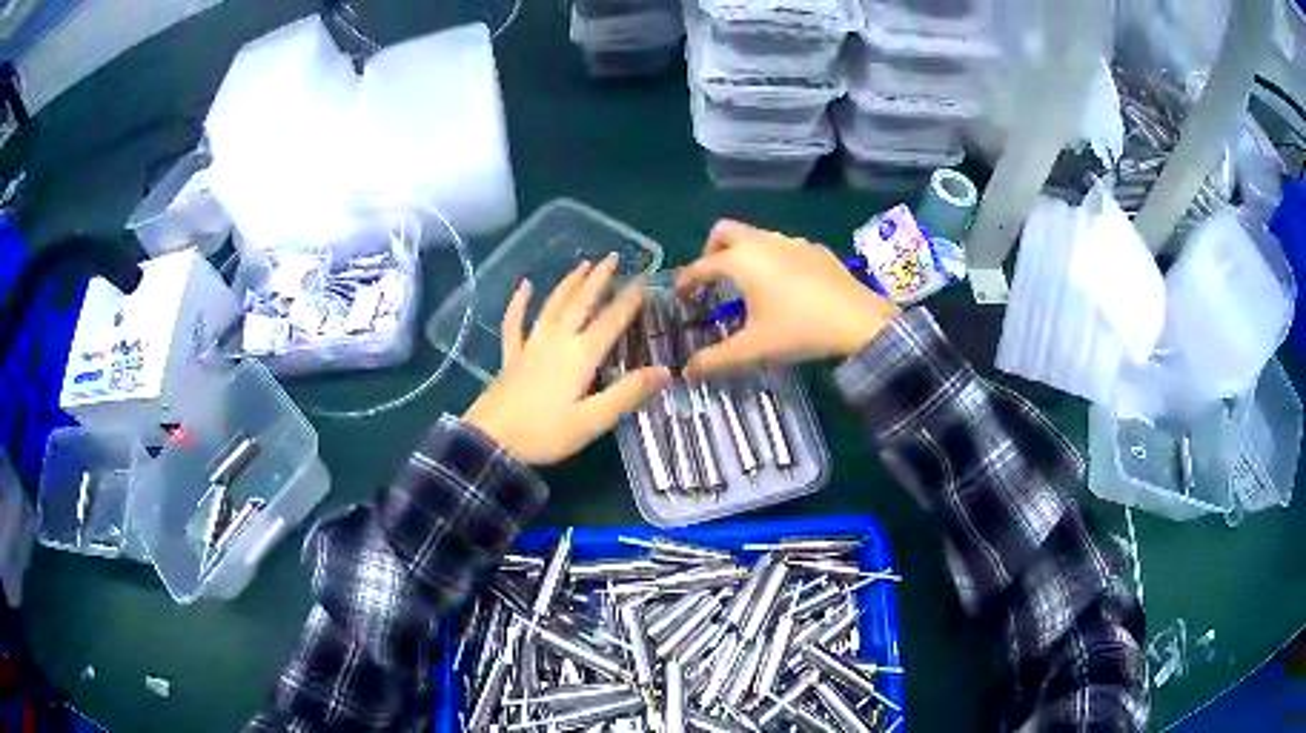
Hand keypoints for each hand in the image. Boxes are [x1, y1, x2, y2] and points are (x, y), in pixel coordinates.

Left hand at [463, 255, 669, 465]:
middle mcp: (557, 341)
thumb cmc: (544, 433)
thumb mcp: (592, 421)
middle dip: (599, 279)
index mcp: (580, 356)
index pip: (611, 321)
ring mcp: (530, 345)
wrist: (491, 441)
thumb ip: (627, 394)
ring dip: (569, 283)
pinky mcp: (511, 356)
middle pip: (581, 303)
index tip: (645, 280)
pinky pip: (515, 322)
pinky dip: (519, 303)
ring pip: (553, 306)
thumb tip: (663, 371)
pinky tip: (525, 286)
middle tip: (614, 257)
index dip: (629, 300)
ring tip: (583, 264)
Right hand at [676, 220, 899, 377]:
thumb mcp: (754, 347)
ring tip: (747, 285)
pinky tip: (785, 287)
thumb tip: (688, 373)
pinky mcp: (816, 250)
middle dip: (711, 251)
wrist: (859, 321)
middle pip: (725, 232)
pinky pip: (783, 247)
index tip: (680, 294)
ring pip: (756, 236)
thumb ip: (717, 359)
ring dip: (743, 253)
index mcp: (743, 260)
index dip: (686, 279)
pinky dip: (772, 259)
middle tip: (711, 278)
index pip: (702, 265)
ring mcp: (793, 242)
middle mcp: (763, 242)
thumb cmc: (800, 329)